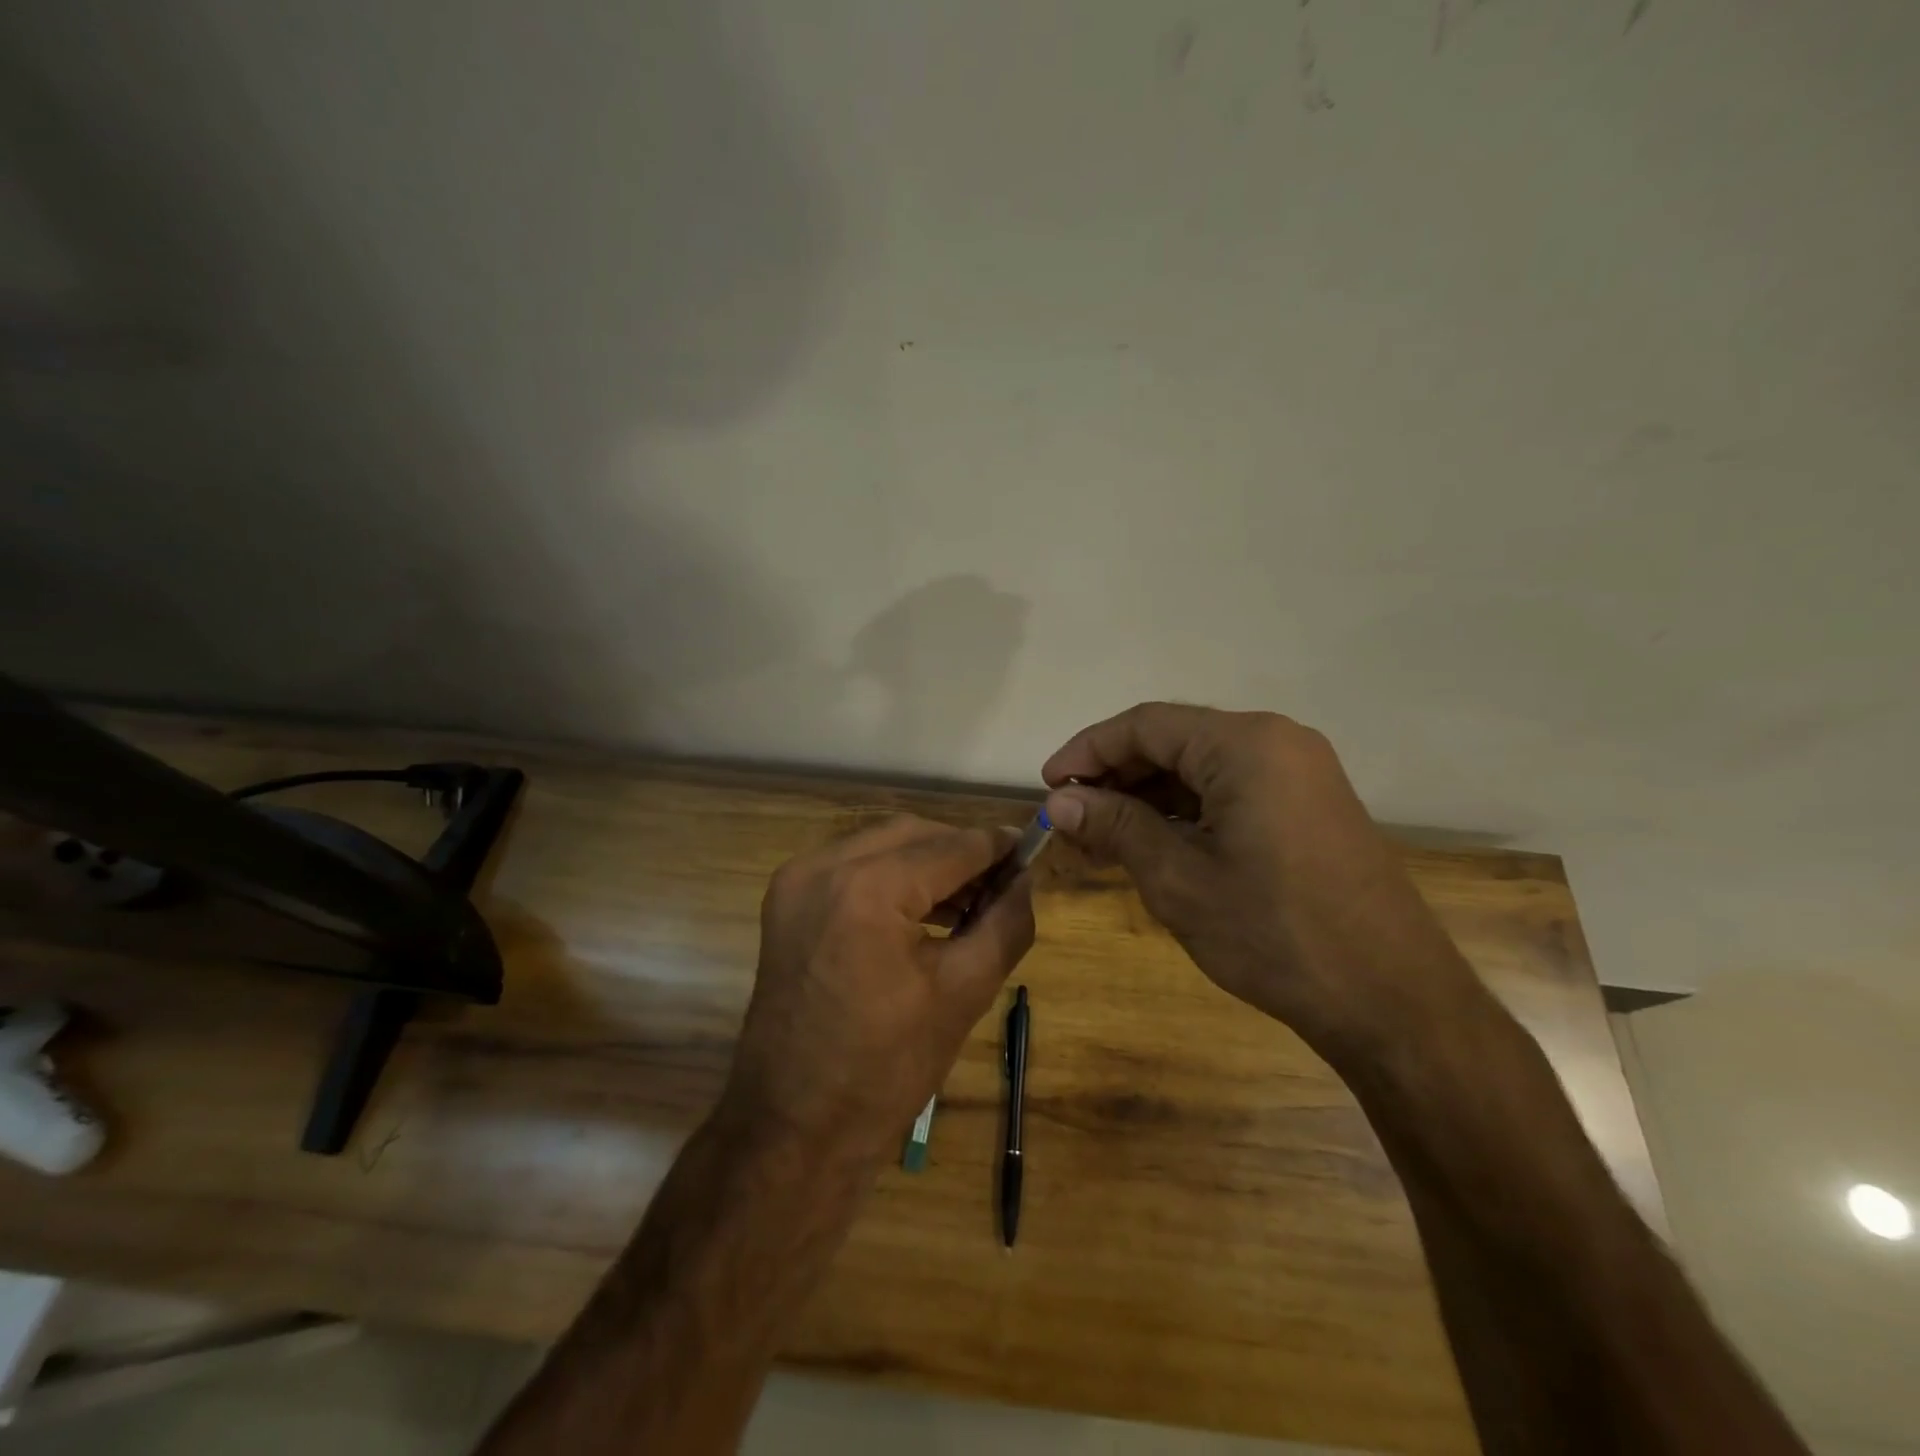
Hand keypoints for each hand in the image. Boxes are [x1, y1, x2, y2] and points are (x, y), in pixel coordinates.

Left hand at [719, 815, 1035, 1163]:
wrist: (793, 1128)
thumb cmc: (886, 1070)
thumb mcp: (964, 993)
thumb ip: (1006, 923)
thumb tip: (1025, 879)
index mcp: (867, 889)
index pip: (952, 846)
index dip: (997, 848)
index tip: (1030, 856)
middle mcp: (823, 867)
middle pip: (913, 834)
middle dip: (961, 852)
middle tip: (1001, 884)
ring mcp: (796, 881)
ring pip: (881, 844)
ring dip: (927, 863)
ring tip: (969, 901)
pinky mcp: (786, 900)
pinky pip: (851, 866)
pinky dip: (891, 876)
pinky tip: (923, 910)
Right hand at [1042, 703, 1482, 1065]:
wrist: (1392, 1000)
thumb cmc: (1275, 933)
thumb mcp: (1179, 878)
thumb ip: (1116, 825)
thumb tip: (1060, 800)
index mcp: (1245, 744)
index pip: (1145, 725)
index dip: (1087, 751)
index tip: (1048, 786)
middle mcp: (1276, 742)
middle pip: (1174, 741)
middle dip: (1116, 777)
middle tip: (1072, 820)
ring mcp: (1300, 773)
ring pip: (1201, 768)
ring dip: (1148, 797)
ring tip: (1103, 838)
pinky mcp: (1309, 805)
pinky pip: (1232, 790)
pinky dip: (1186, 811)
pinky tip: (1155, 844)